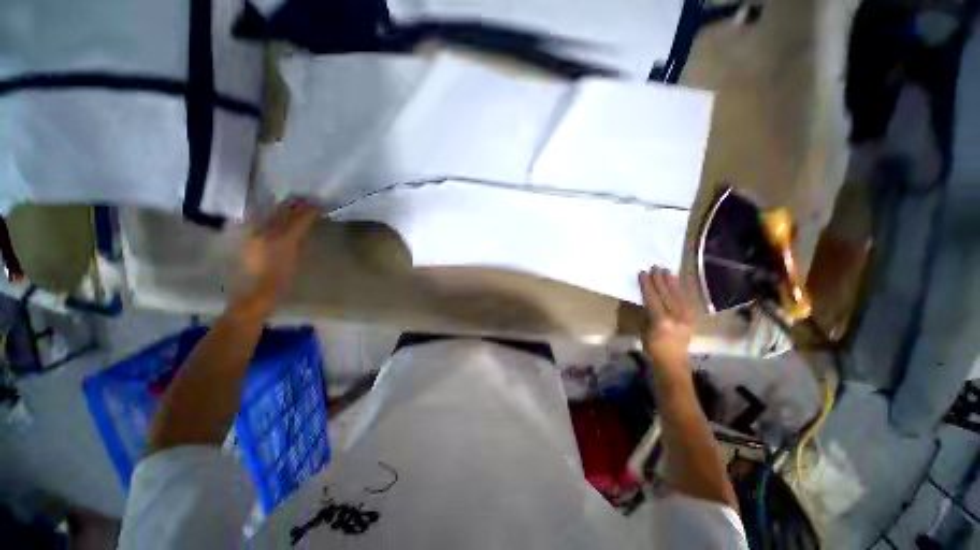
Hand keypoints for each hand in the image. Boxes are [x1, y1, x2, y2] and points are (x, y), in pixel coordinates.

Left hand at [236, 199, 319, 312]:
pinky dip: (269, 214)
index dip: (310, 211)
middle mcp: (266, 232)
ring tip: (292, 202)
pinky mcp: (246, 237)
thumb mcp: (296, 260)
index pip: (299, 219)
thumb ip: (300, 241)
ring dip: (283, 207)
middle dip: (296, 205)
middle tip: (307, 199)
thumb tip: (304, 228)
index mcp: (283, 239)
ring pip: (270, 213)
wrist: (254, 293)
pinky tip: (273, 211)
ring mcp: (253, 233)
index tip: (319, 206)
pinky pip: (259, 219)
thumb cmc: (282, 281)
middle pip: (283, 212)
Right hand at [638, 267, 694, 383]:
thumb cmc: (652, 347)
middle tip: (655, 267)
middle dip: (660, 279)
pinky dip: (680, 290)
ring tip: (666, 270)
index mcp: (661, 320)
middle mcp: (676, 317)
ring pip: (678, 295)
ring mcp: (687, 317)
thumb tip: (645, 298)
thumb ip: (646, 312)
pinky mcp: (692, 318)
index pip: (653, 297)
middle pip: (667, 294)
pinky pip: (686, 300)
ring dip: (671, 282)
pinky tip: (677, 283)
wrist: (673, 361)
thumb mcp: (644, 329)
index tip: (643, 273)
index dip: (647, 285)